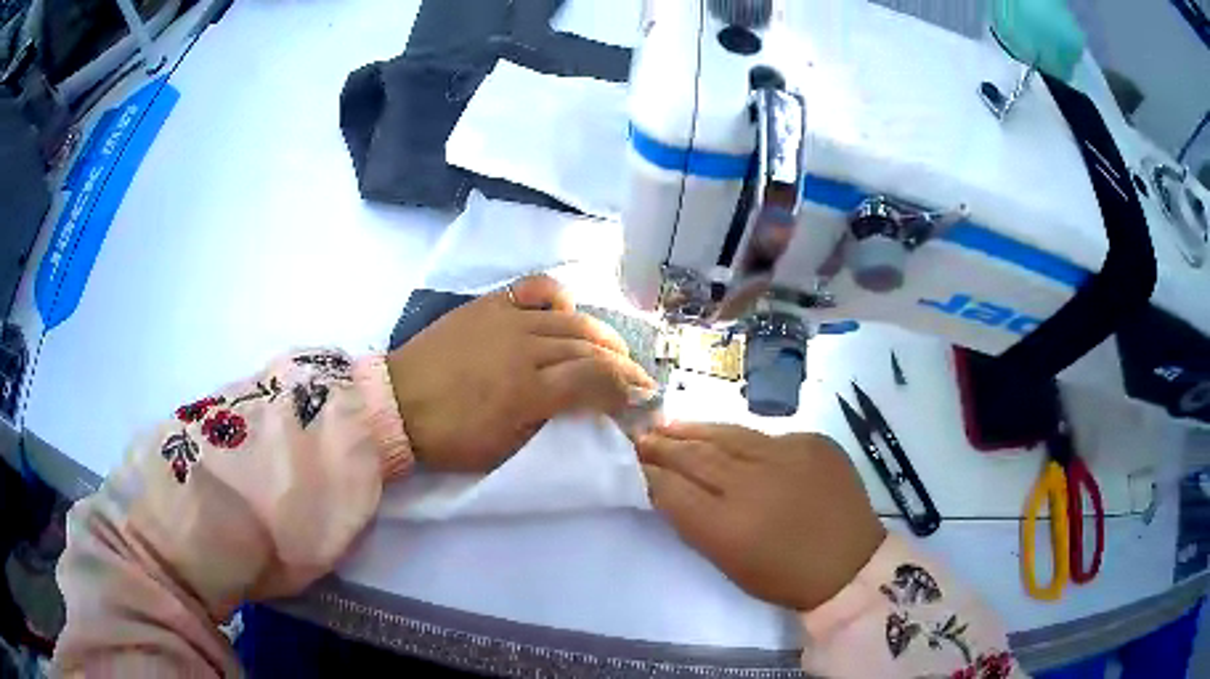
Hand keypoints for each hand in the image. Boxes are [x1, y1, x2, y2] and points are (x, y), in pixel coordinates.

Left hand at [388, 275, 655, 471]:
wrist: (398, 403)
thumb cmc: (451, 437)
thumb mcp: (504, 450)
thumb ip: (550, 427)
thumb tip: (586, 412)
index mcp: (529, 392)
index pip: (597, 381)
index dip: (626, 389)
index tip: (641, 398)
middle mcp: (525, 348)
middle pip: (591, 347)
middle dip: (622, 363)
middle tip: (636, 377)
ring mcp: (507, 320)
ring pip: (571, 320)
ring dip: (601, 335)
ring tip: (613, 349)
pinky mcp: (490, 304)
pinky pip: (535, 288)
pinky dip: (559, 297)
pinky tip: (567, 311)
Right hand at [637, 423, 885, 610]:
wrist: (850, 564)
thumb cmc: (784, 577)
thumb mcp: (728, 563)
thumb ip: (696, 523)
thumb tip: (668, 489)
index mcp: (727, 527)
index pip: (671, 489)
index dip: (646, 473)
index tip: (629, 462)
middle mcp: (754, 484)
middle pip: (695, 456)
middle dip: (662, 446)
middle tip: (639, 436)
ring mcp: (787, 456)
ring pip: (727, 435)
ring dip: (693, 431)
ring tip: (669, 427)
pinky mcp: (812, 441)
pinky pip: (764, 435)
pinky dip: (736, 436)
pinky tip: (721, 435)